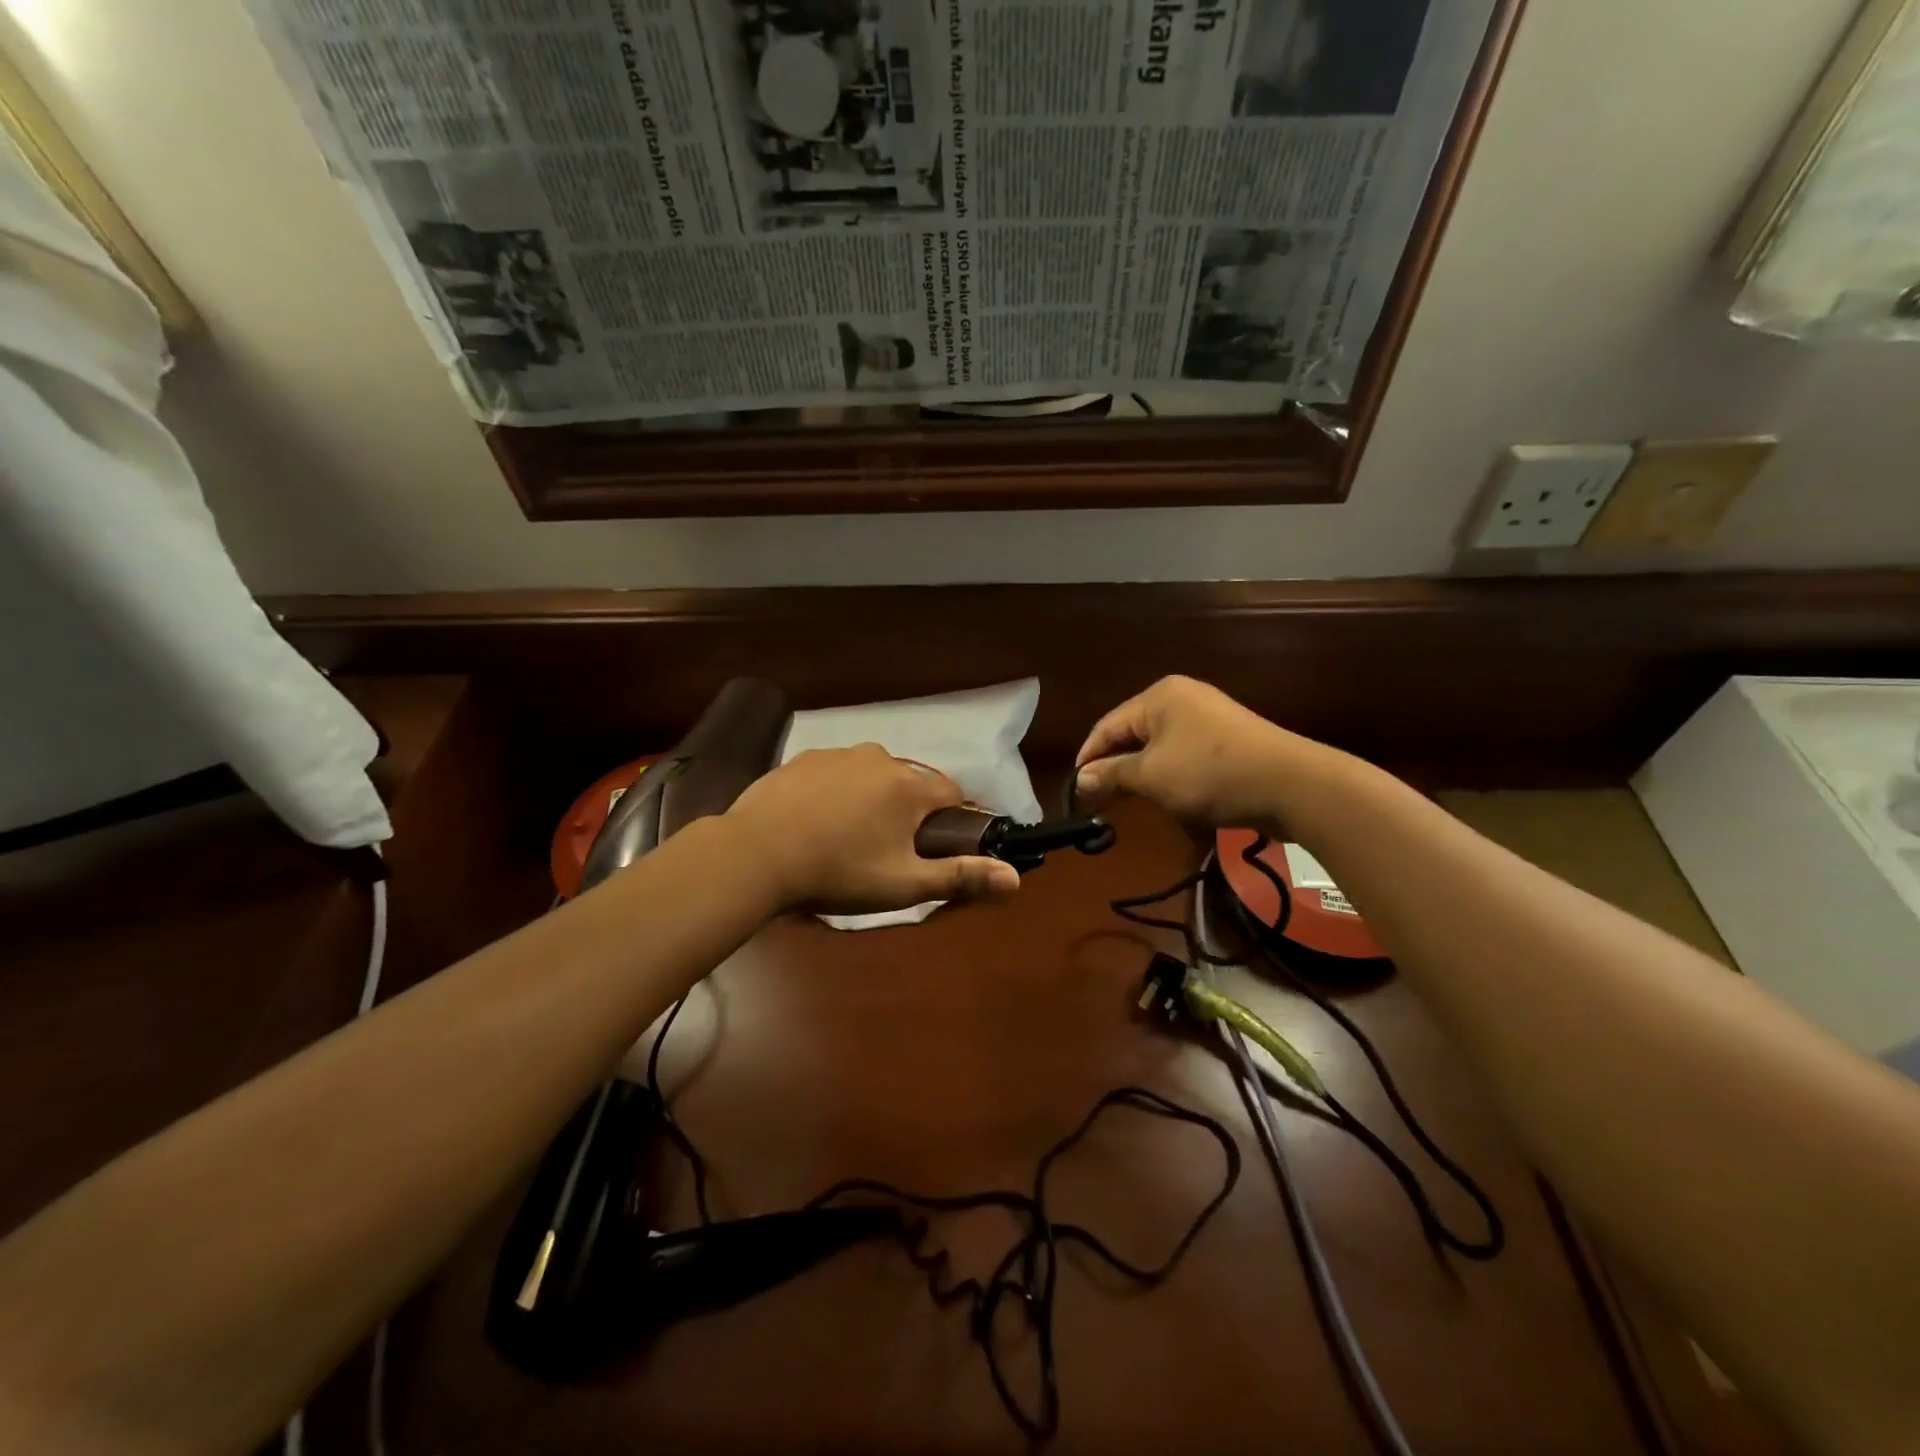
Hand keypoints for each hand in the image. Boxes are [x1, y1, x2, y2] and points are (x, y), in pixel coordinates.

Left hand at [726, 745, 1021, 913]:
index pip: (951, 794)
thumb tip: (1015, 878)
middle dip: (907, 812)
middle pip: (910, 784)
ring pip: (871, 776)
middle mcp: (879, 757)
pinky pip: (835, 774)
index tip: (933, 849)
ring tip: (845, 839)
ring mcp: (837, 754)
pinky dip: (836, 793)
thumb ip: (960, 877)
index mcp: (908, 786)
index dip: (949, 822)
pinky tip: (815, 823)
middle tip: (884, 852)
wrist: (756, 855)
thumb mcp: (903, 884)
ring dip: (870, 800)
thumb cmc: (838, 872)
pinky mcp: (802, 759)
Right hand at [1074, 676, 1327, 827]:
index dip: (1088, 758)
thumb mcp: (1151, 776)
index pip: (1107, 726)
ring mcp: (1208, 717)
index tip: (1075, 790)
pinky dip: (1169, 774)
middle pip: (1132, 733)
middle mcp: (1182, 698)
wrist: (1291, 784)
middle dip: (1114, 766)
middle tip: (1097, 800)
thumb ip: (1111, 774)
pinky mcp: (1228, 739)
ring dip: (1141, 773)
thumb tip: (1080, 779)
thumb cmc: (1210, 774)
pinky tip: (1166, 795)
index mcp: (1158, 697)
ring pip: (1158, 746)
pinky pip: (1184, 754)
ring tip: (1127, 801)